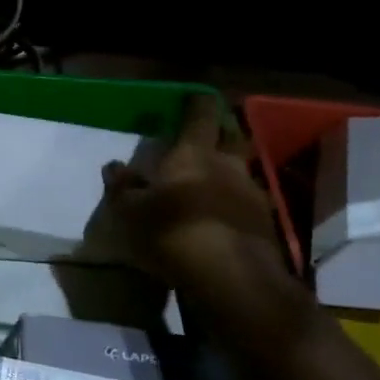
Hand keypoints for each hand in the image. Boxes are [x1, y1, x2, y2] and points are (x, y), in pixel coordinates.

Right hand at [102, 95, 296, 321]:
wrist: (234, 282)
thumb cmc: (173, 233)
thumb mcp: (130, 212)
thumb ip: (122, 187)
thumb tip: (114, 165)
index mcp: (194, 153)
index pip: (201, 114)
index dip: (197, 103)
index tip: (192, 97)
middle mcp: (228, 166)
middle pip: (231, 137)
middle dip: (221, 132)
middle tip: (205, 137)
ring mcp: (253, 196)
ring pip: (240, 172)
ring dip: (227, 172)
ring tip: (208, 184)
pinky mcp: (265, 226)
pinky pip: (246, 204)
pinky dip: (233, 205)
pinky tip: (219, 218)